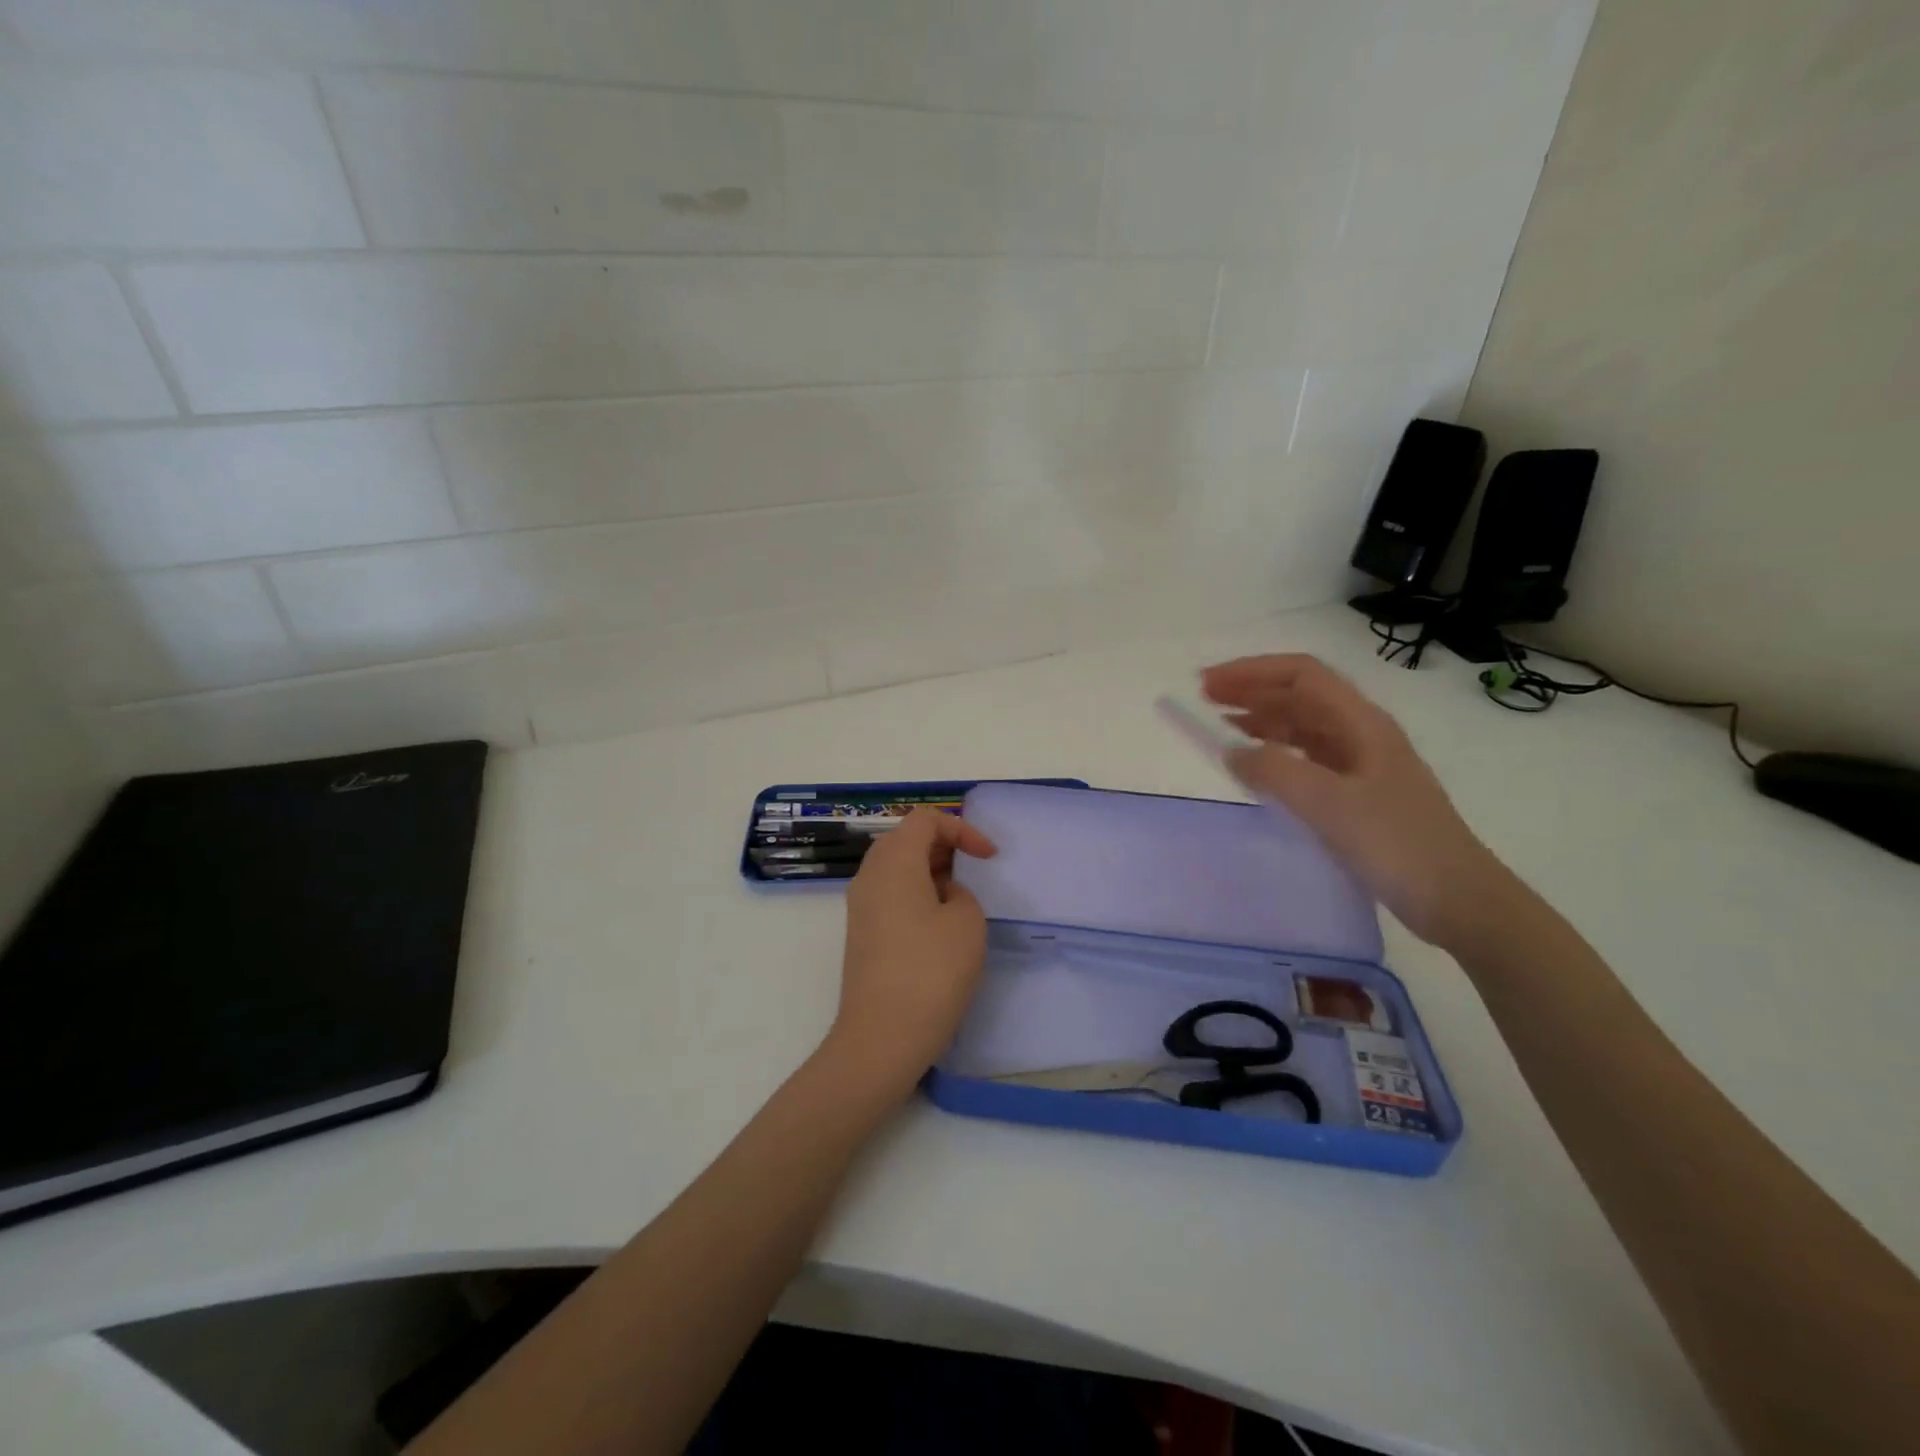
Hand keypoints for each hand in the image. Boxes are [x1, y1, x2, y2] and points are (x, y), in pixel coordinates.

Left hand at [823, 808, 997, 1101]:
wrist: (882, 1037)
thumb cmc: (930, 971)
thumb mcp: (966, 921)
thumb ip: (960, 893)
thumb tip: (942, 894)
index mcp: (893, 861)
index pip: (925, 819)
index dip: (961, 829)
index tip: (988, 858)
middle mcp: (869, 876)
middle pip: (905, 839)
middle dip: (944, 847)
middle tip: (973, 871)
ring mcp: (860, 906)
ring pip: (896, 868)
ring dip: (930, 872)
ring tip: (960, 899)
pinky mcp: (861, 934)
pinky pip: (890, 895)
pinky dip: (916, 894)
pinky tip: (939, 926)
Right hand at [1201, 653, 1512, 947]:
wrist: (1457, 899)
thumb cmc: (1396, 844)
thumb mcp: (1329, 804)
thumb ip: (1274, 771)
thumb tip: (1231, 751)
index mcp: (1361, 723)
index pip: (1301, 674)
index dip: (1252, 672)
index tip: (1208, 685)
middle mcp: (1362, 733)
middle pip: (1301, 695)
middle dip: (1252, 690)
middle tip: (1204, 701)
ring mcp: (1362, 764)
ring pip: (1303, 726)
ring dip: (1261, 719)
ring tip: (1221, 727)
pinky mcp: (1358, 794)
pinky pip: (1307, 758)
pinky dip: (1275, 753)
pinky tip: (1256, 766)